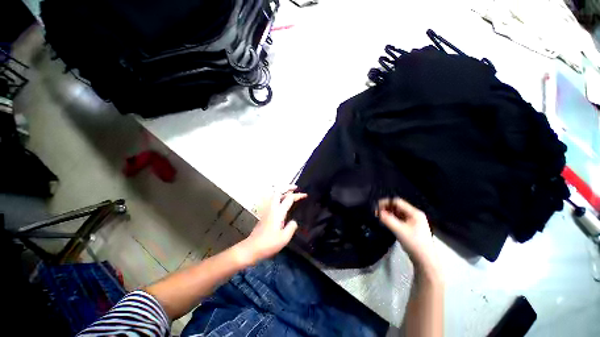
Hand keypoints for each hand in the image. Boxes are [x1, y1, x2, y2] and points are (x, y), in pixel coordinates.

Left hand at [239, 187, 306, 263]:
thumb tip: (294, 221)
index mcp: (278, 212)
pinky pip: (273, 200)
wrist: (252, 248)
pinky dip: (279, 197)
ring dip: (283, 191)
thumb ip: (291, 227)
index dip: (298, 195)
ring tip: (290, 192)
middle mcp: (272, 208)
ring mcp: (267, 210)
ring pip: (274, 195)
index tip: (305, 195)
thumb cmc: (269, 244)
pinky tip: (282, 202)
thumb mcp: (284, 238)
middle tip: (296, 188)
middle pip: (279, 191)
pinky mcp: (264, 214)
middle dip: (288, 187)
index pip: (289, 199)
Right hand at [377, 198, 437, 270]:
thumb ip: (387, 219)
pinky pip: (399, 219)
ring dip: (388, 213)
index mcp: (414, 213)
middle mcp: (414, 215)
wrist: (425, 260)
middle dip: (386, 208)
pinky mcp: (410, 228)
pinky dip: (391, 219)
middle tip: (376, 212)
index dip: (386, 203)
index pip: (397, 202)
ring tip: (380, 217)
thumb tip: (377, 211)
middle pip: (397, 207)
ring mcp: (413, 221)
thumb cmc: (414, 243)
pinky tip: (386, 222)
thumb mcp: (399, 230)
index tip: (376, 207)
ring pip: (397, 213)